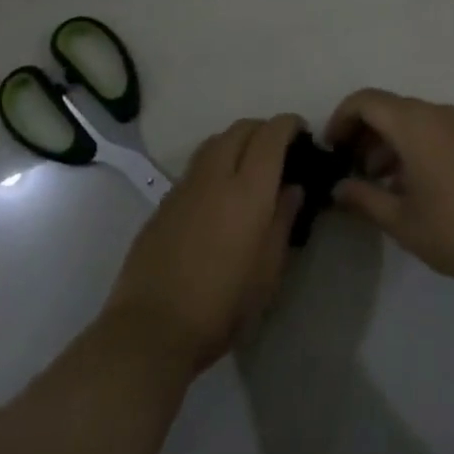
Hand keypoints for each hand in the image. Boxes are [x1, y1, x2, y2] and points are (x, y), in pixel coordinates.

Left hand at [104, 115, 304, 373]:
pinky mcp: (164, 201)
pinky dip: (214, 164)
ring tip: (248, 168)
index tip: (302, 132)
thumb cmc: (221, 305)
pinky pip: (195, 166)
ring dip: (236, 142)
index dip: (289, 125)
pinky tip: (218, 196)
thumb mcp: (268, 272)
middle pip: (241, 128)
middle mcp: (215, 175)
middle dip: (263, 129)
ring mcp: (185, 185)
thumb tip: (292, 188)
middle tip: (279, 151)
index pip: (271, 135)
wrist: (151, 328)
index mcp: (248, 189)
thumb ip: (283, 221)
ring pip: (215, 141)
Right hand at [324, 89, 453, 290]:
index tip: (331, 150)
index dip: (340, 119)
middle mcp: (434, 112)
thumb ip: (364, 198)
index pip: (364, 100)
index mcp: (413, 123)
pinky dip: (408, 145)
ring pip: (408, 118)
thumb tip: (338, 188)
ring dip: (384, 141)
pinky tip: (405, 184)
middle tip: (348, 169)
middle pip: (386, 107)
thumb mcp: (402, 220)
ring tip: (373, 182)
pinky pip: (429, 128)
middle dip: (361, 132)